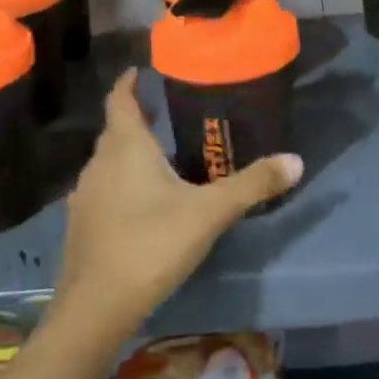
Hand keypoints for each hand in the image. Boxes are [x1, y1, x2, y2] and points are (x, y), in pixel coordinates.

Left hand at [57, 70, 302, 334]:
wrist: (94, 308)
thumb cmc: (151, 244)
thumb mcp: (209, 212)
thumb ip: (252, 185)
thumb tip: (296, 160)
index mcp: (126, 146)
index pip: (120, 99)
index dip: (128, 82)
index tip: (139, 70)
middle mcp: (99, 162)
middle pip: (115, 129)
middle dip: (137, 118)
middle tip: (165, 113)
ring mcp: (85, 195)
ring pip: (108, 161)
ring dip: (128, 152)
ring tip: (159, 156)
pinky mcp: (81, 224)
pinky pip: (103, 189)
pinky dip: (121, 183)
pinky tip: (141, 203)